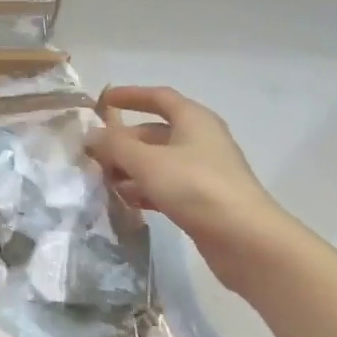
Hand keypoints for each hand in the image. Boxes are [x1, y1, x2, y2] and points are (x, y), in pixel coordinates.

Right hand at [86, 85, 301, 282]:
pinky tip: (125, 201)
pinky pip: (166, 186)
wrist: (246, 240)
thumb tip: (90, 135)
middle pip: (154, 132)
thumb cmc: (196, 187)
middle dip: (123, 141)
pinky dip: (145, 189)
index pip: (158, 97)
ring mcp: (203, 171)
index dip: (130, 95)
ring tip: (103, 180)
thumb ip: (115, 146)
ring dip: (131, 168)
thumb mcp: (148, 162)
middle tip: (94, 153)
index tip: (103, 102)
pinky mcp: (203, 200)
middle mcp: (200, 140)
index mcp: (193, 119)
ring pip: (158, 162)